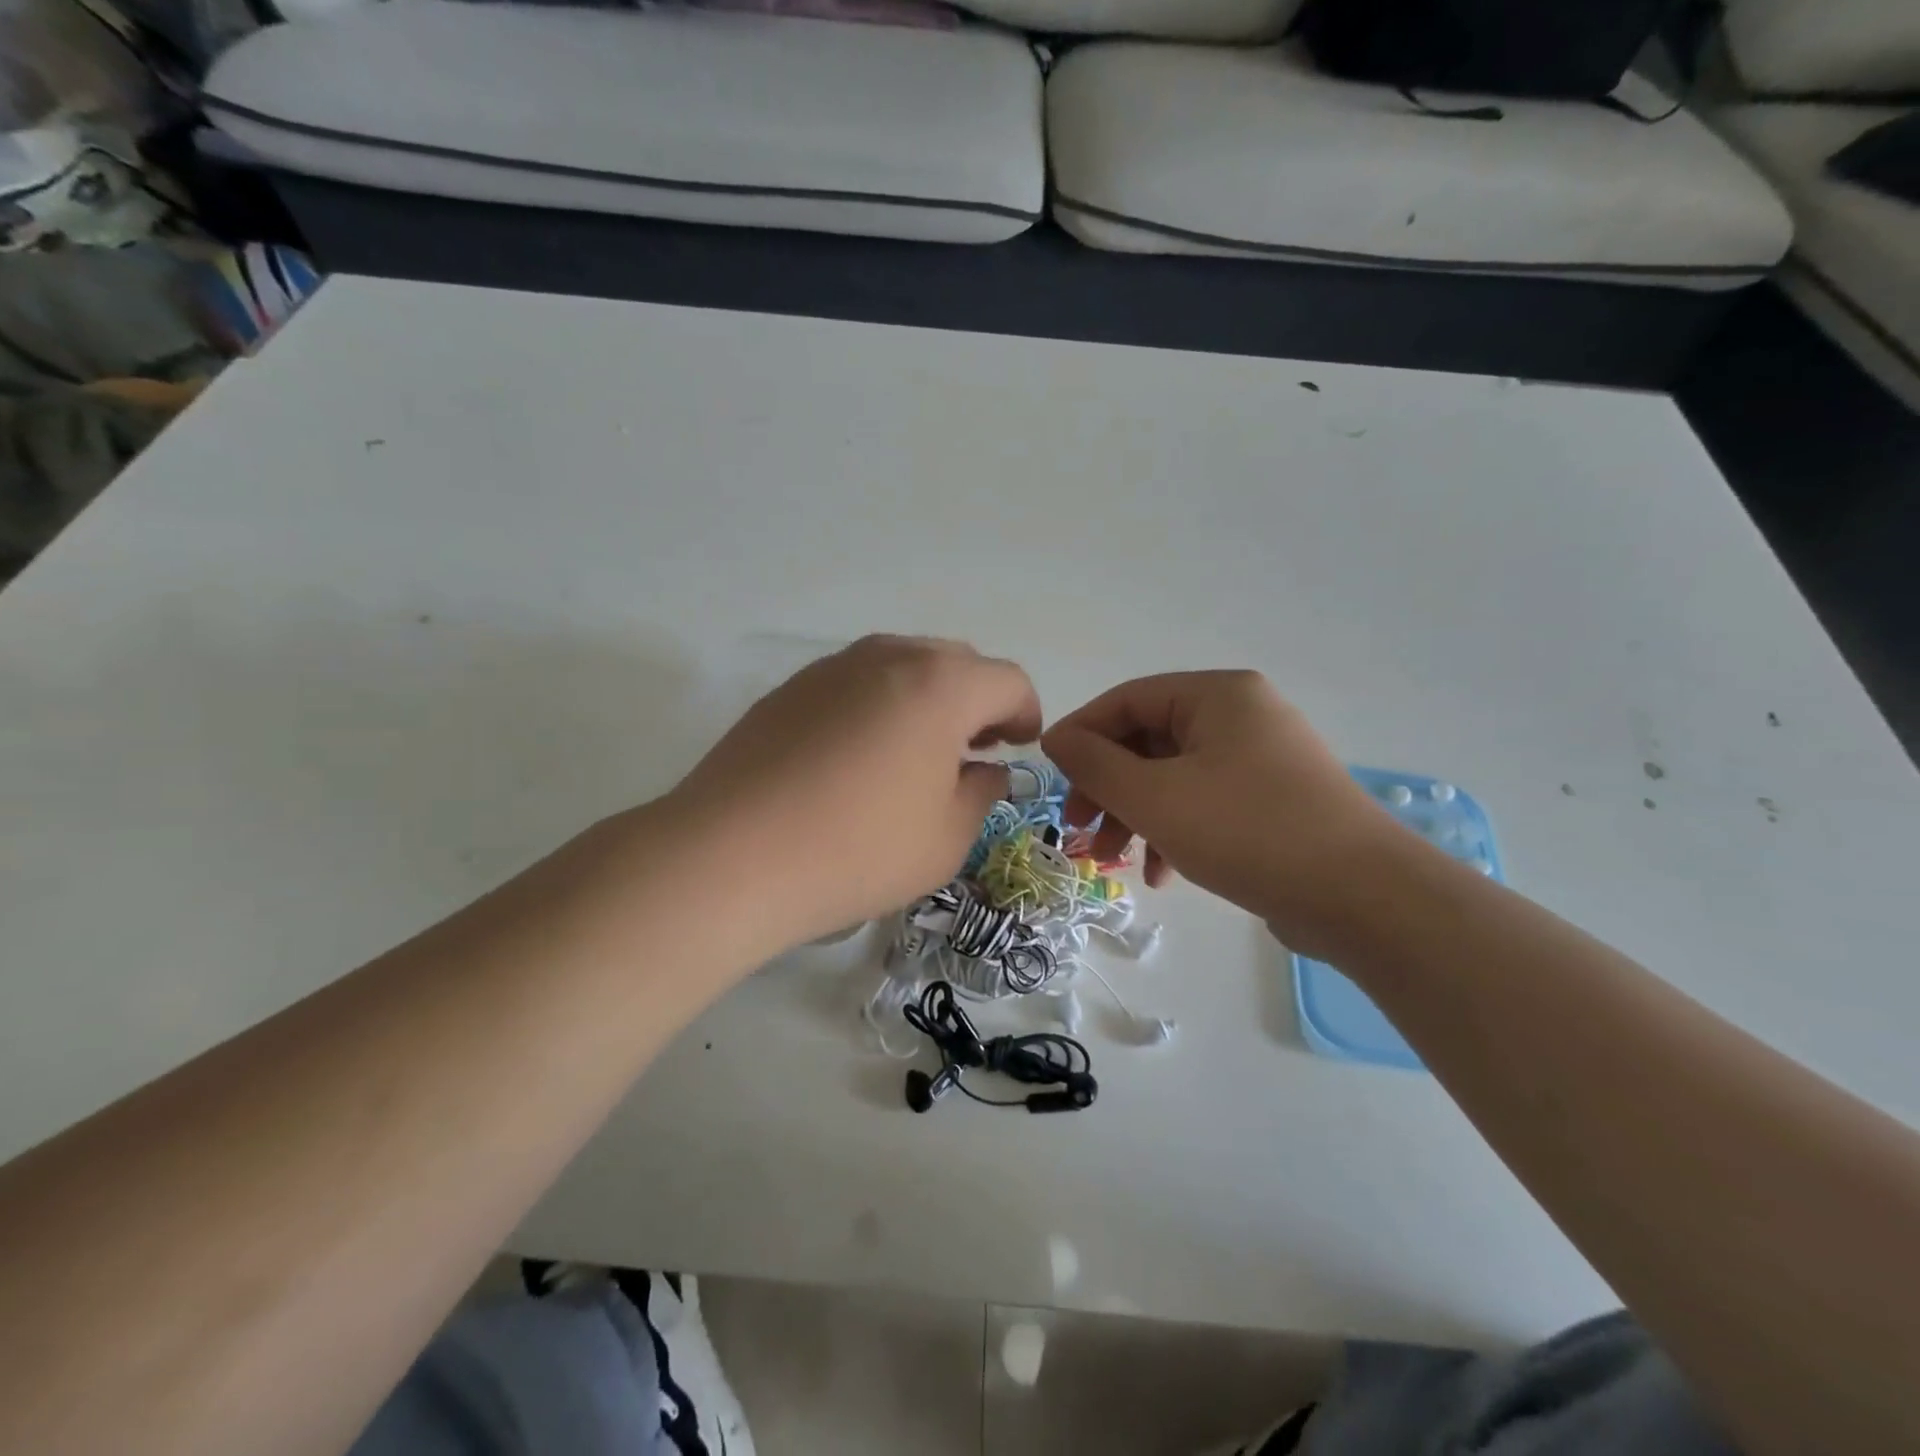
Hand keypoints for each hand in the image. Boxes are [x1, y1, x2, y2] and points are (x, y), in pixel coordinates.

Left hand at [666, 635, 1041, 951]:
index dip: (1025, 713)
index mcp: (940, 685)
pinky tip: (859, 760)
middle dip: (977, 701)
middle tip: (974, 751)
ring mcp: (832, 668)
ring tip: (917, 754)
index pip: (1007, 680)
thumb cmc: (858, 849)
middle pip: (956, 662)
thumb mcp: (946, 838)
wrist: (730, 857)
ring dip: (927, 700)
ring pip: (902, 666)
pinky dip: (879, 707)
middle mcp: (888, 657)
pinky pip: (856, 684)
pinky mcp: (790, 689)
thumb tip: (984, 770)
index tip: (1019, 748)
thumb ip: (981, 793)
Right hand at [1041, 671, 1400, 954]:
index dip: (1080, 735)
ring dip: (1135, 816)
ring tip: (1112, 861)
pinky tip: (1162, 875)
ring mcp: (1262, 759)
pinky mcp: (1274, 801)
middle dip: (1107, 788)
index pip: (1127, 700)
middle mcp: (1241, 716)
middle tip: (1078, 828)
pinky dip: (1174, 832)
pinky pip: (1205, 803)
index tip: (1049, 776)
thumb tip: (1058, 739)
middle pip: (1148, 741)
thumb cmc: (1246, 831)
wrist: (1363, 897)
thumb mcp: (1154, 797)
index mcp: (1217, 695)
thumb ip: (1095, 764)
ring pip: (1174, 777)